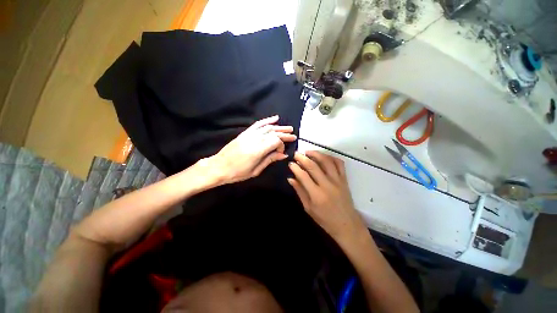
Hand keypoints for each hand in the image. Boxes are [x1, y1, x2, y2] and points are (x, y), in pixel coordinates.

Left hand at [209, 115, 295, 184]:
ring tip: (289, 128)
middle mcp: (255, 139)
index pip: (276, 141)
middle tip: (294, 135)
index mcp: (258, 150)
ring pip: (268, 127)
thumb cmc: (238, 172)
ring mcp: (249, 134)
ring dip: (279, 127)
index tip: (281, 152)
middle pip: (273, 133)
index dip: (281, 145)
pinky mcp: (245, 132)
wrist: (219, 166)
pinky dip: (267, 120)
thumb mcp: (256, 170)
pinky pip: (258, 124)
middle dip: (285, 134)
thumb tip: (283, 155)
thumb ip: (270, 160)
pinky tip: (275, 118)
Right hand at [288, 151, 367, 245]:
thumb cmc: (325, 219)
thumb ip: (300, 191)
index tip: (290, 163)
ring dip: (316, 154)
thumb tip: (290, 179)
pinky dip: (331, 157)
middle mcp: (327, 185)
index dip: (295, 168)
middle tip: (296, 154)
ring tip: (308, 152)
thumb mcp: (308, 208)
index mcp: (317, 195)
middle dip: (303, 158)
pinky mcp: (344, 180)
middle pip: (313, 166)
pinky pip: (339, 164)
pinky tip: (324, 156)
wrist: (347, 225)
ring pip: (327, 161)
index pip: (303, 176)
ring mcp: (338, 181)